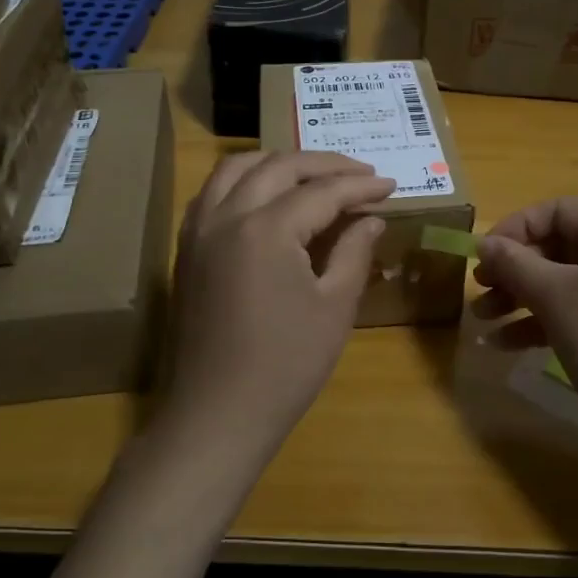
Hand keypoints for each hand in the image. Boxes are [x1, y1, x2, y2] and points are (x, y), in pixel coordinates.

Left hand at [162, 150, 392, 469]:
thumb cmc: (285, 366)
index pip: (322, 192)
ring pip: (236, 167)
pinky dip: (243, 180)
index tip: (390, 184)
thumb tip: (370, 218)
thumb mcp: (333, 308)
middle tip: (360, 173)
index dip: (360, 186)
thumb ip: (354, 252)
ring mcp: (199, 230)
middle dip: (323, 164)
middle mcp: (227, 215)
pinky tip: (264, 195)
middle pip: (278, 166)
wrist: (215, 415)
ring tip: (312, 174)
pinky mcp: (186, 248)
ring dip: (278, 162)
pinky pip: (212, 192)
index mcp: (267, 229)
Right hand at [474, 197, 577, 458]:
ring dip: (522, 297)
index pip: (559, 210)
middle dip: (514, 269)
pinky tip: (504, 343)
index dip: (516, 228)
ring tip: (482, 318)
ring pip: (567, 281)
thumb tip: (484, 241)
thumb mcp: (554, 297)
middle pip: (560, 246)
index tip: (483, 254)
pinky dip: (545, 320)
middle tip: (480, 287)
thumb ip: (514, 263)